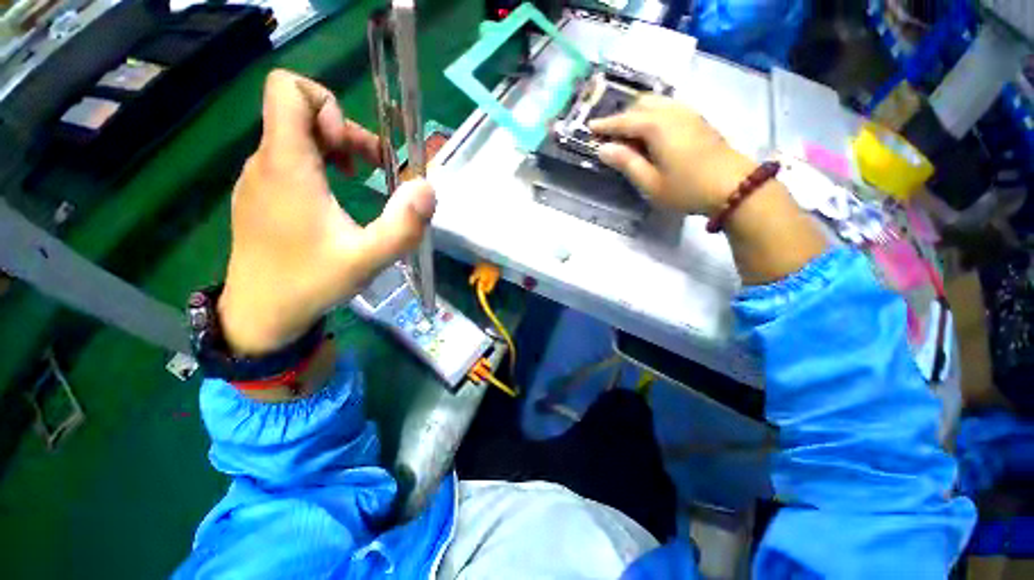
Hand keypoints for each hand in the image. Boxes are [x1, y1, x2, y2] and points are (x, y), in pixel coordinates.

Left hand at [219, 70, 435, 354]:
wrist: (259, 314)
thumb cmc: (311, 282)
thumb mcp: (369, 259)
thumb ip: (404, 225)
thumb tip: (428, 188)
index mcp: (287, 166)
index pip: (288, 89)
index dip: (326, 104)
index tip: (351, 149)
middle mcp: (266, 162)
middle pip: (300, 113)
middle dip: (344, 133)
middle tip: (372, 170)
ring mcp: (258, 179)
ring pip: (295, 137)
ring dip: (334, 150)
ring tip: (359, 181)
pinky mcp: (259, 195)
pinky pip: (288, 160)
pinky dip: (318, 168)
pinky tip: (334, 201)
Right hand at [589, 95, 756, 215]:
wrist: (734, 187)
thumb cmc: (686, 188)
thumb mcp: (650, 182)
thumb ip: (626, 163)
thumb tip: (604, 149)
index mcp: (657, 126)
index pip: (624, 120)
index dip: (606, 124)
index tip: (590, 127)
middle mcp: (672, 112)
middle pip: (641, 104)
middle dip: (622, 116)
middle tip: (610, 136)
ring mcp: (688, 114)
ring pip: (657, 103)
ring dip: (639, 115)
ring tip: (629, 135)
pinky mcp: (698, 120)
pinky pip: (669, 109)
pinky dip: (654, 116)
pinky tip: (652, 134)